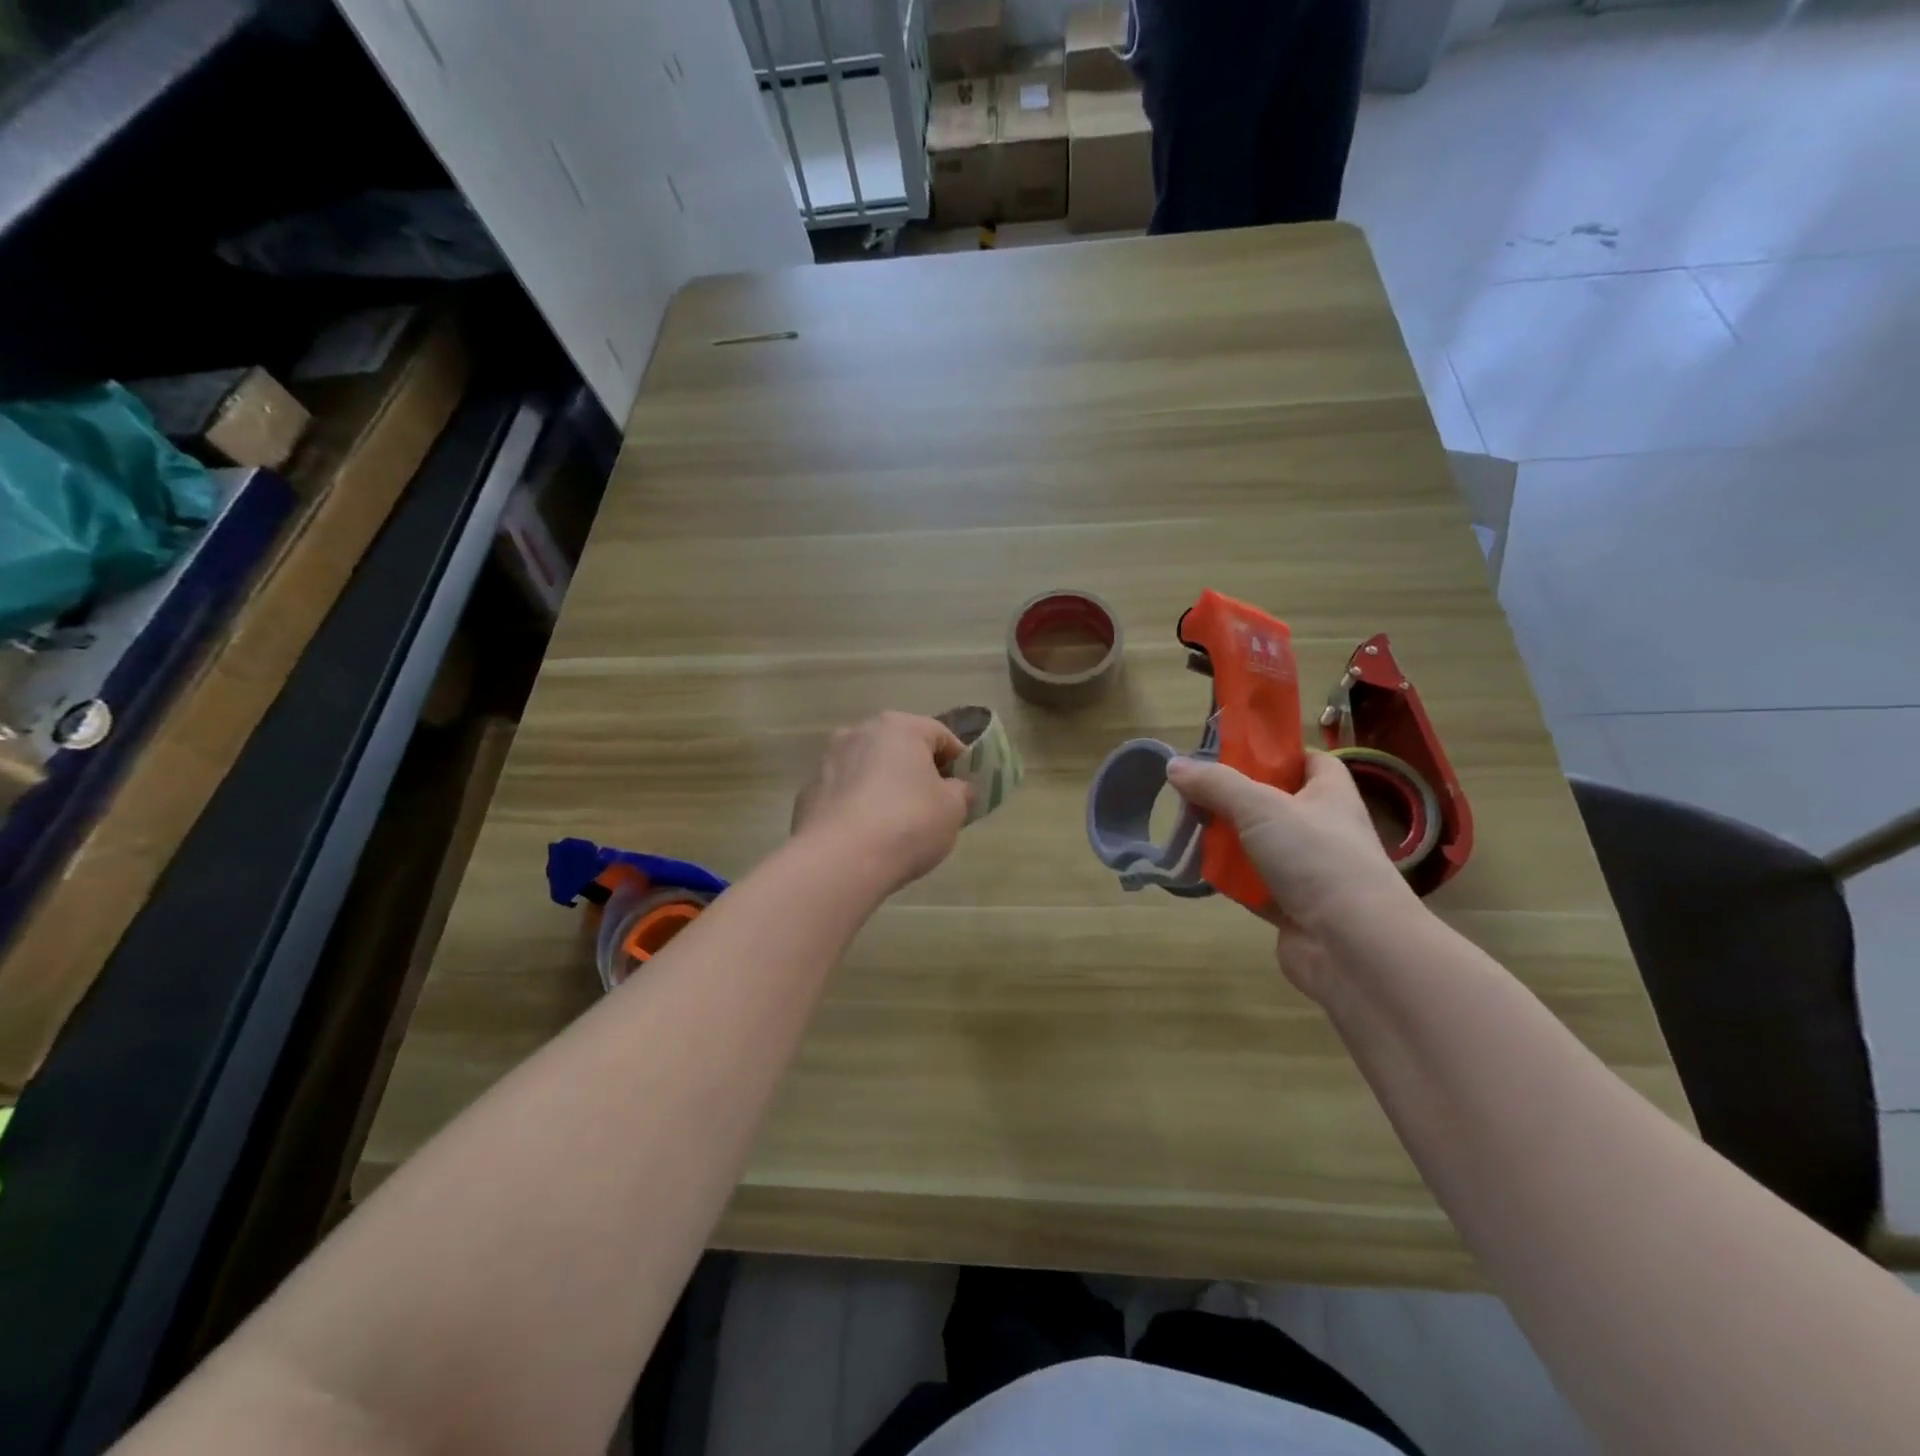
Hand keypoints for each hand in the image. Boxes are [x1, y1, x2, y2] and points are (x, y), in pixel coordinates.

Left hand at [792, 712, 971, 890]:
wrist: (840, 860)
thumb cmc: (908, 823)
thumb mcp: (953, 809)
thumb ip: (961, 792)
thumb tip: (957, 789)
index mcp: (898, 727)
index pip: (940, 735)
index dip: (959, 761)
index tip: (965, 789)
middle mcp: (858, 733)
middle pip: (899, 748)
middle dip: (917, 771)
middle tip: (934, 804)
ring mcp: (827, 762)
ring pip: (868, 769)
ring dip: (885, 787)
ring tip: (898, 823)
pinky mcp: (808, 794)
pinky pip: (845, 795)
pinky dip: (858, 807)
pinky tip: (867, 836)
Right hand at [1166, 750, 1421, 999]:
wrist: (1354, 947)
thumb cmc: (1317, 859)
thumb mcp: (1261, 807)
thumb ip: (1216, 784)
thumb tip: (1174, 765)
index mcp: (1330, 794)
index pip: (1308, 760)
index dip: (1274, 753)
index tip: (1232, 753)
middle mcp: (1323, 828)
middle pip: (1273, 802)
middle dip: (1234, 799)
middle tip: (1194, 793)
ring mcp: (1308, 870)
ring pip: (1258, 845)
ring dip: (1227, 840)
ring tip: (1187, 830)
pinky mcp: (1291, 906)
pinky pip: (1253, 884)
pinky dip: (1230, 879)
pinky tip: (1199, 871)